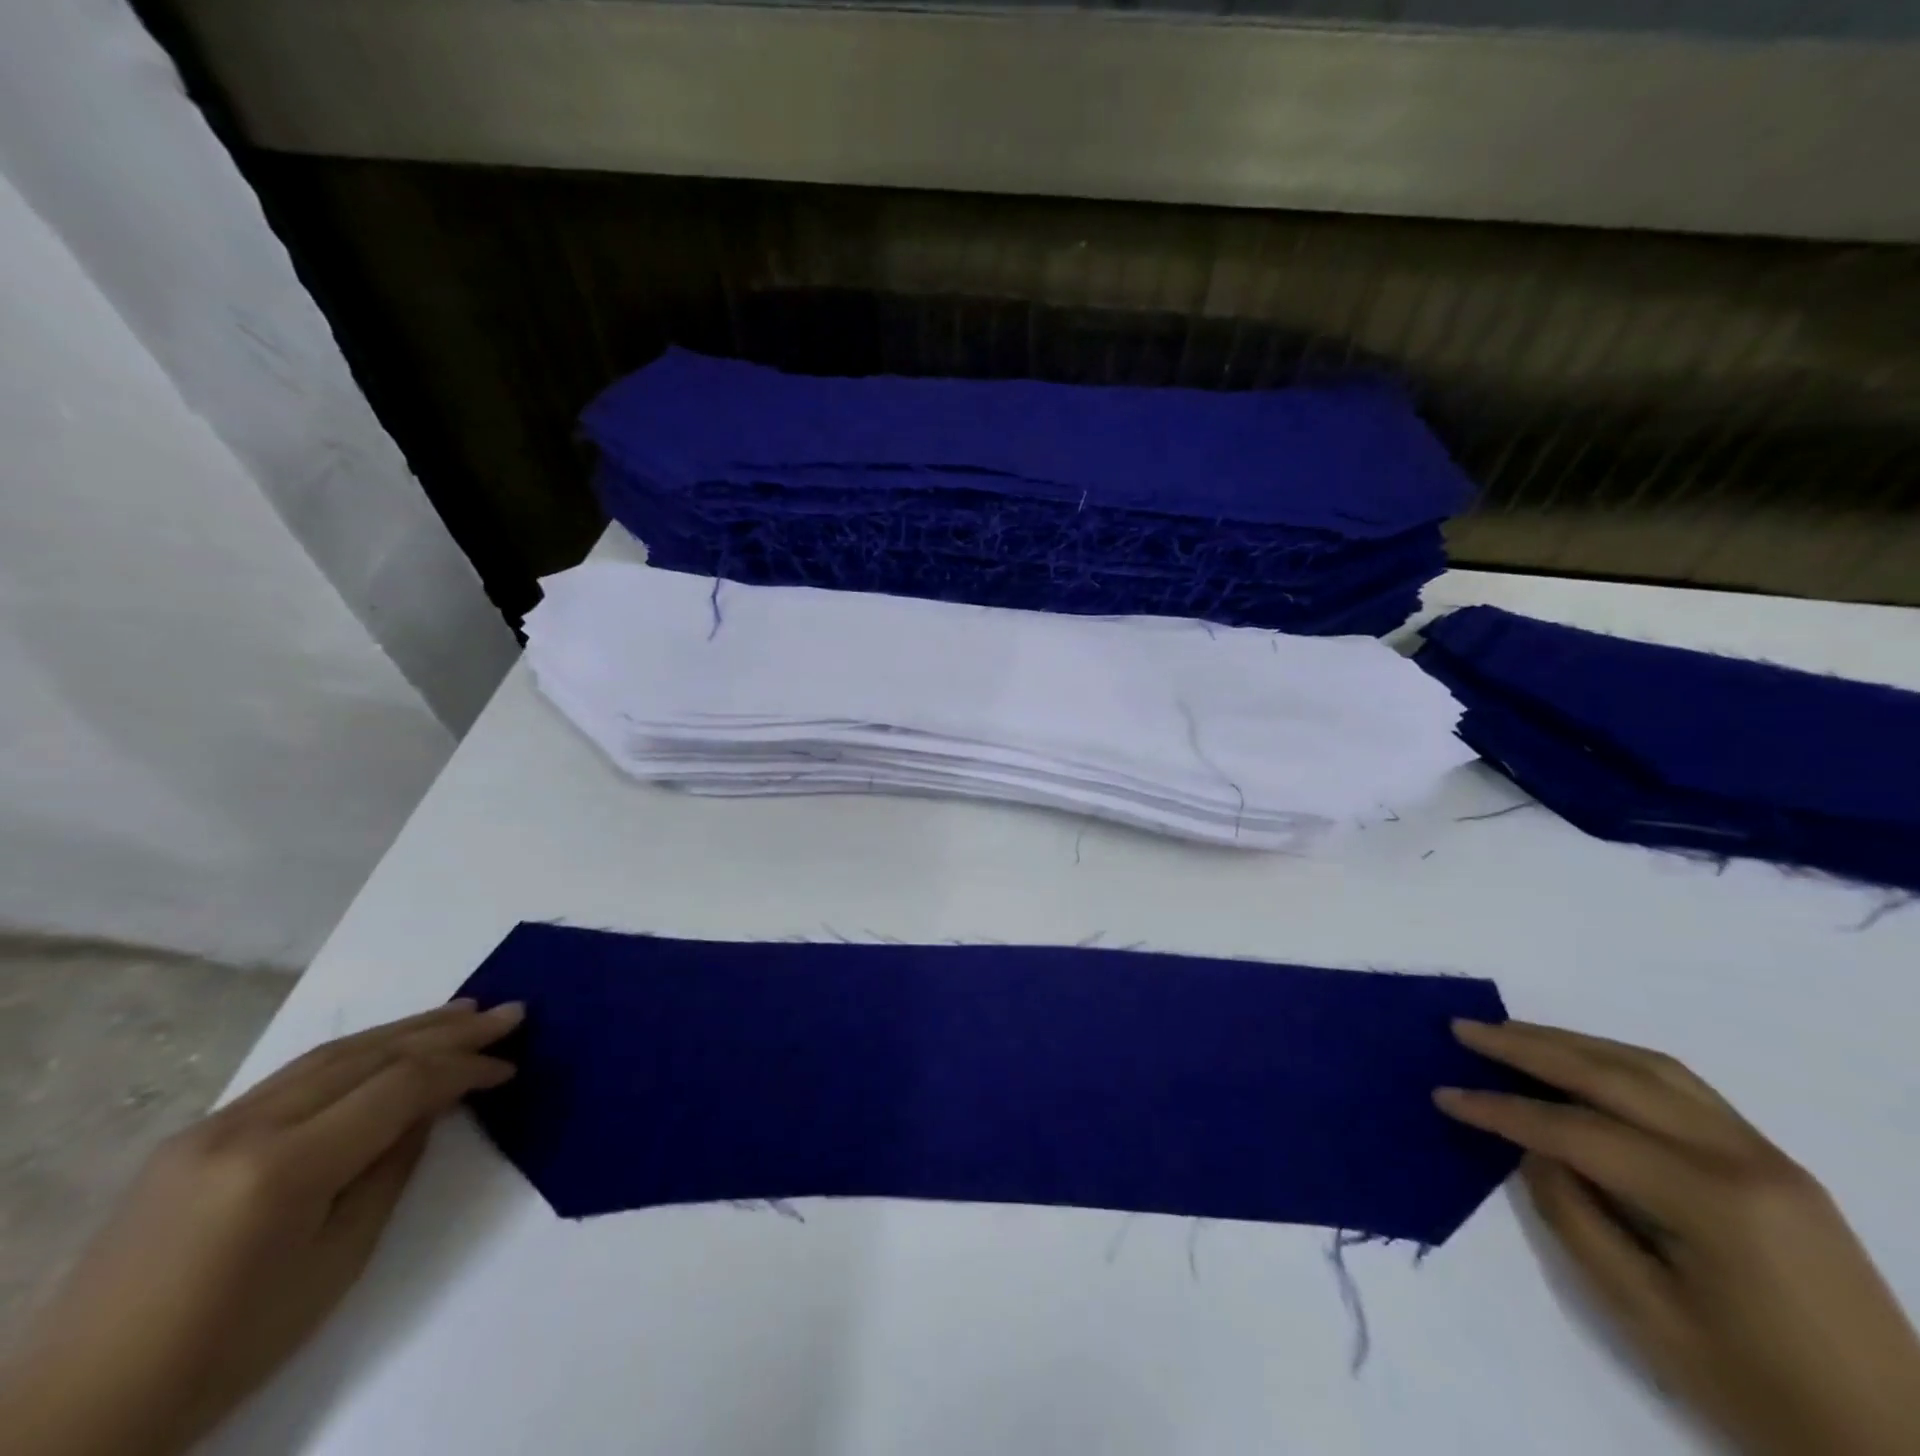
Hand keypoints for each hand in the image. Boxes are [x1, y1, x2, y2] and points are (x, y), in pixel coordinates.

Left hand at [0, 999, 522, 1455]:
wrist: (78, 1410)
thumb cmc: (228, 1348)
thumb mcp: (337, 1262)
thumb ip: (391, 1168)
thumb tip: (432, 1106)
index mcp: (284, 1168)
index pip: (400, 1087)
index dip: (464, 1069)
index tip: (511, 1066)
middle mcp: (246, 1127)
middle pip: (369, 1055)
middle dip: (448, 1029)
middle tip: (509, 1012)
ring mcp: (212, 1124)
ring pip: (333, 1053)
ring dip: (406, 1029)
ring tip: (463, 1011)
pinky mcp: (195, 1133)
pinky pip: (296, 1075)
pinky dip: (358, 1052)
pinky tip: (390, 1046)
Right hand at [1437, 1020, 1919, 1455]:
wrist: (1905, 1454)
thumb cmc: (1763, 1394)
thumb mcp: (1648, 1319)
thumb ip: (1576, 1219)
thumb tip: (1533, 1150)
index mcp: (1712, 1200)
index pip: (1578, 1130)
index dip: (1502, 1110)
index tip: (1444, 1095)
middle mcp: (1743, 1157)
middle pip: (1614, 1076)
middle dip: (1529, 1046)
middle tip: (1464, 1029)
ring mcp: (1768, 1155)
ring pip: (1651, 1067)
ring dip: (1572, 1042)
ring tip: (1510, 1034)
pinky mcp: (1777, 1164)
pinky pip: (1682, 1088)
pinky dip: (1617, 1061)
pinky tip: (1583, 1063)